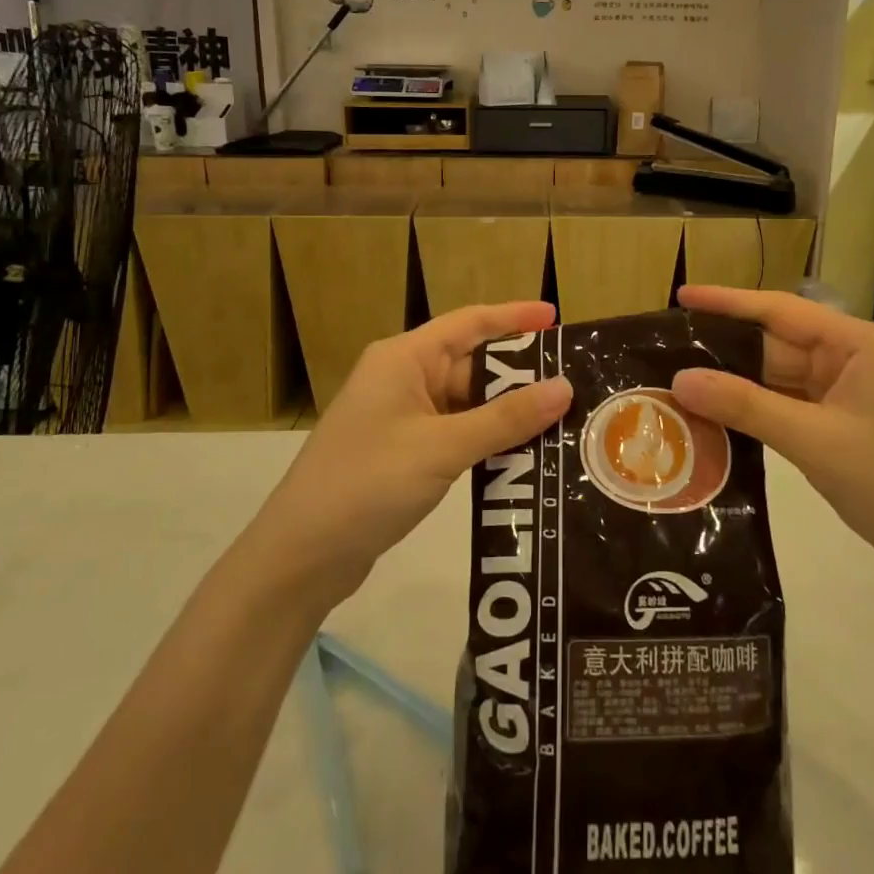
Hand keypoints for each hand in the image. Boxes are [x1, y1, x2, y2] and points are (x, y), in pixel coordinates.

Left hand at [251, 302, 572, 602]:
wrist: (300, 556)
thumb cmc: (368, 483)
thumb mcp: (443, 447)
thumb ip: (505, 418)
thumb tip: (564, 387)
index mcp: (404, 359)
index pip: (469, 323)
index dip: (514, 316)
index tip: (557, 319)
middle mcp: (402, 379)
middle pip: (470, 364)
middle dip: (519, 373)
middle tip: (573, 382)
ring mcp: (400, 418)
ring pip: (465, 403)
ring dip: (506, 411)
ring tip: (560, 419)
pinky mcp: (402, 453)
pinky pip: (455, 433)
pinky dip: (487, 439)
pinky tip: (522, 454)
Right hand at [669, 287, 873, 585]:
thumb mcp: (814, 441)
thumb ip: (745, 406)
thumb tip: (679, 379)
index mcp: (858, 343)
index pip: (781, 310)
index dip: (727, 302)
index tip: (681, 296)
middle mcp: (854, 356)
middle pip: (778, 343)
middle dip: (726, 348)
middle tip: (667, 348)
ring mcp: (850, 389)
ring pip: (781, 375)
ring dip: (738, 382)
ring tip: (679, 379)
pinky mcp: (845, 419)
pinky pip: (791, 402)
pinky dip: (757, 407)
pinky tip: (717, 411)